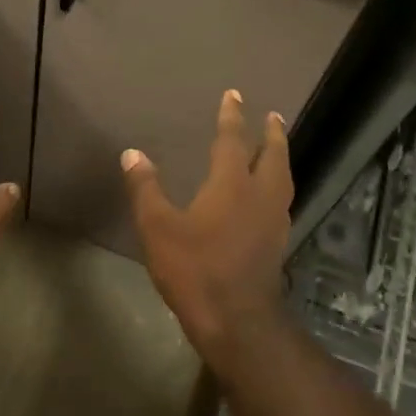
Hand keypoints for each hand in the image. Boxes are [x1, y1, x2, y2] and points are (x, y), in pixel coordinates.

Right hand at [122, 90, 291, 367]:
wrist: (236, 320)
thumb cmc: (194, 269)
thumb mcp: (158, 227)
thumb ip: (145, 188)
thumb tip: (132, 154)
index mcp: (231, 185)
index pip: (232, 141)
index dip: (232, 116)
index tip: (235, 95)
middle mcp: (259, 196)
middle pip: (272, 156)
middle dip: (272, 134)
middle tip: (273, 116)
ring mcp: (274, 222)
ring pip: (283, 180)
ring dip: (281, 158)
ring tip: (278, 150)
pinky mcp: (277, 244)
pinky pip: (283, 202)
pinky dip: (279, 187)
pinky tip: (271, 198)